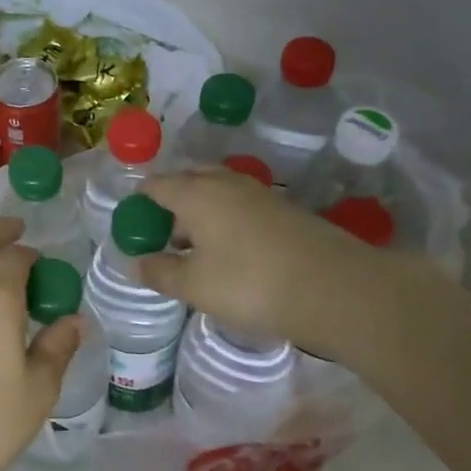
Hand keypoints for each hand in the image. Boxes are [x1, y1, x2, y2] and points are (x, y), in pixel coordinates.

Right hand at [138, 168, 440, 361]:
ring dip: (200, 211)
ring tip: (195, 247)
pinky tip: (231, 251)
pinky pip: (240, 205)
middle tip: (163, 235)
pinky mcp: (285, 210)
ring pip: (217, 191)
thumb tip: (135, 263)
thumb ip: (160, 272)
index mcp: (195, 193)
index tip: (133, 229)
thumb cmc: (251, 284)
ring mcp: (259, 194)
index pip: (155, 185)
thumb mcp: (195, 286)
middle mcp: (225, 183)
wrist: (337, 289)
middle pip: (187, 180)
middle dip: (170, 202)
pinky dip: (226, 220)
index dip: (139, 204)